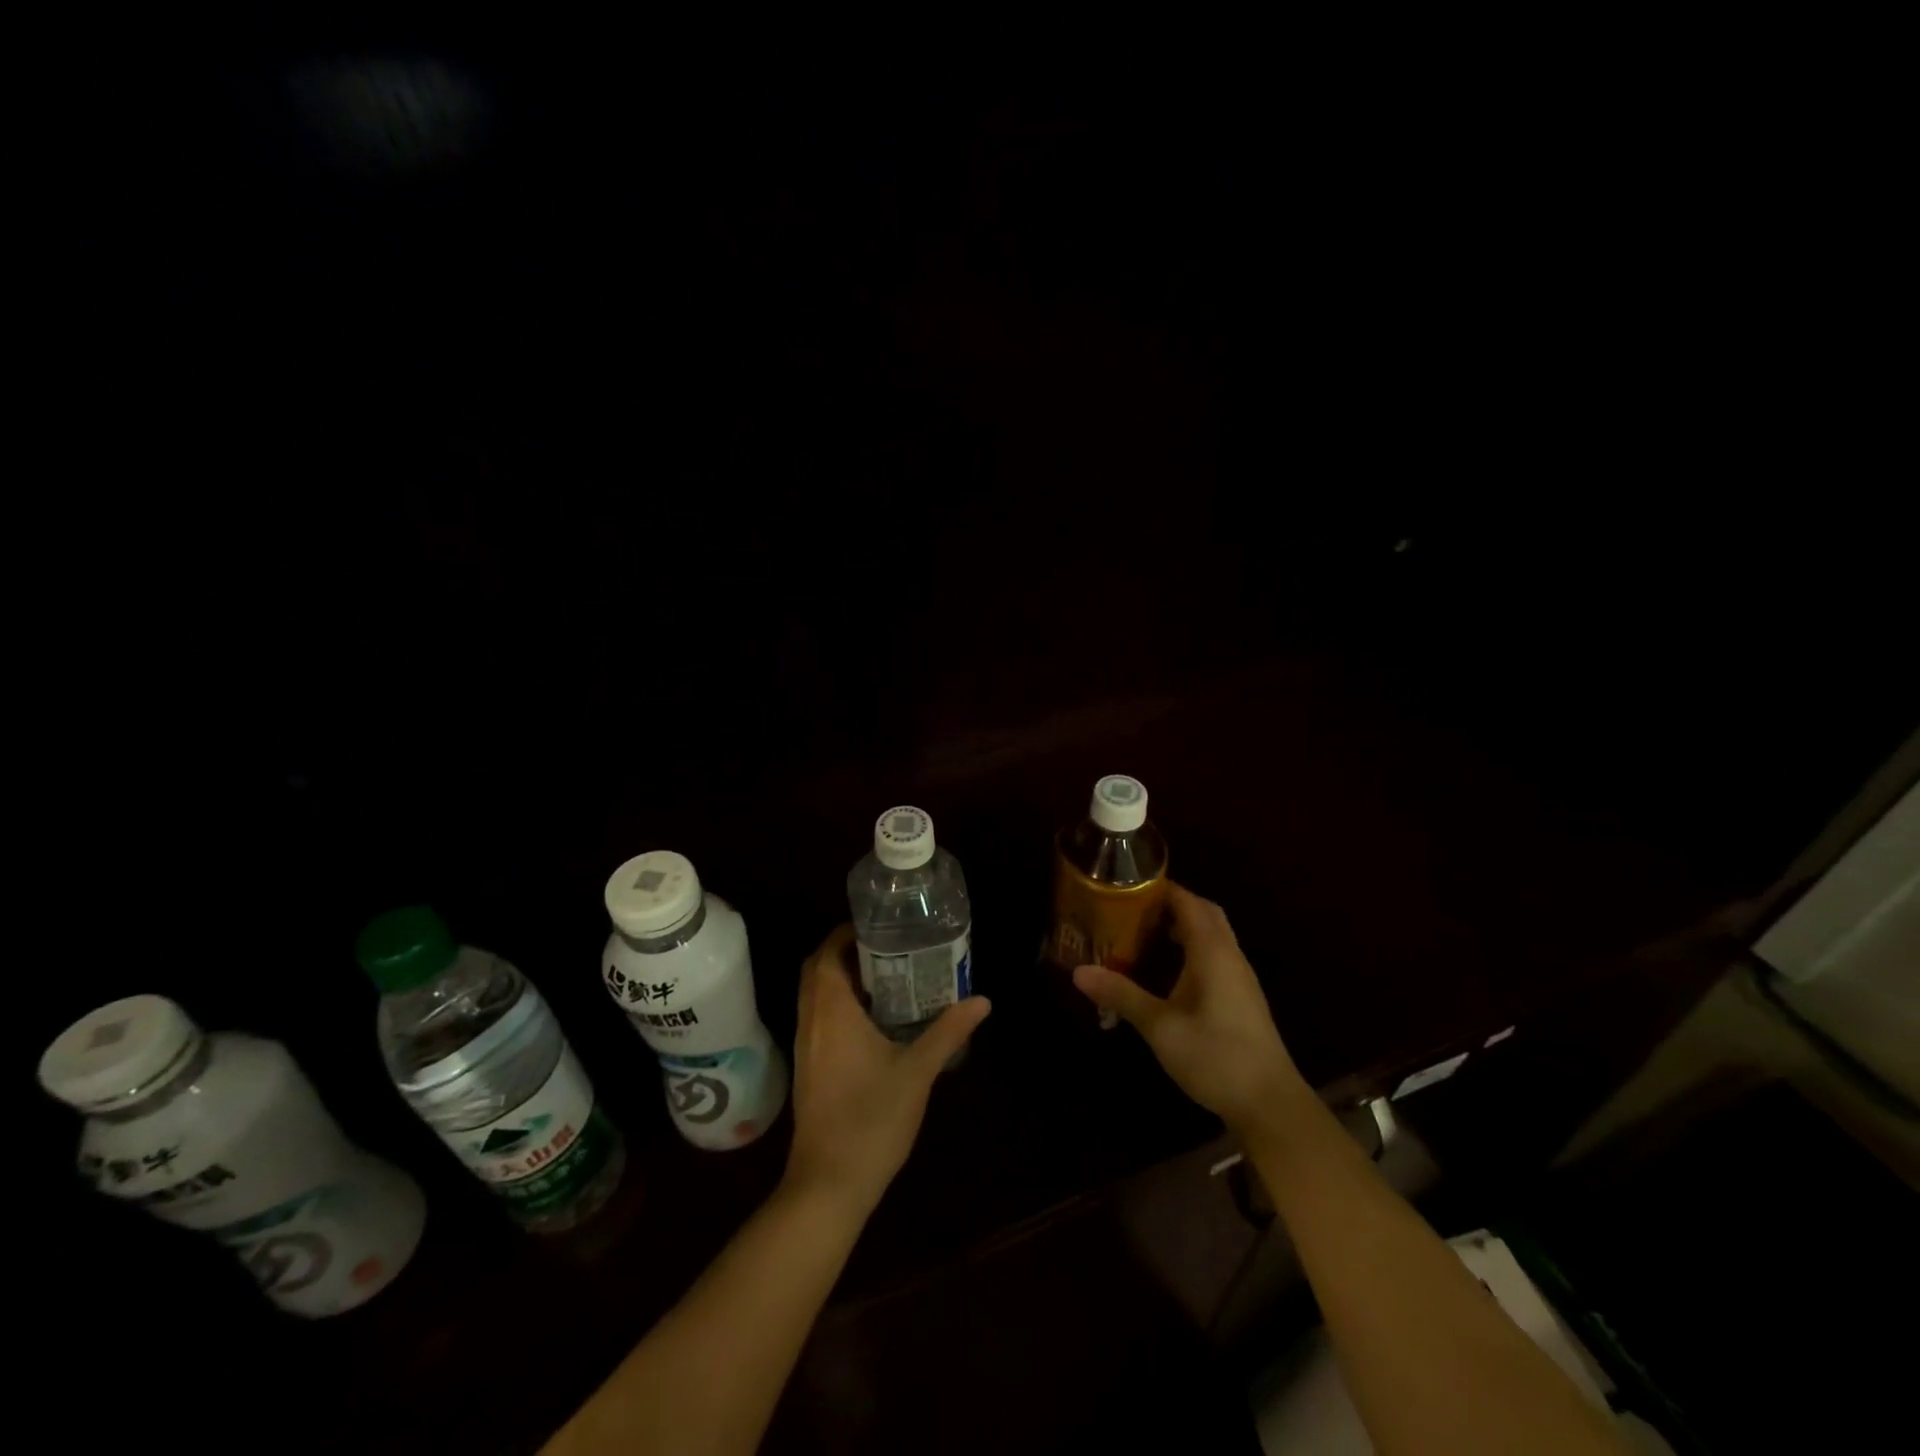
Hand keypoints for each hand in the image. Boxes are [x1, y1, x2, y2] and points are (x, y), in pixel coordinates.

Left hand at [783, 925, 990, 1217]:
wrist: (829, 1185)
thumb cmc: (872, 1119)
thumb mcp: (918, 1071)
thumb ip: (948, 1031)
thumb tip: (982, 1000)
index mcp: (832, 1011)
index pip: (827, 954)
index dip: (847, 933)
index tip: (880, 926)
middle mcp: (811, 1020)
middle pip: (817, 969)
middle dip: (845, 952)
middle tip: (886, 948)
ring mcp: (805, 1046)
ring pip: (815, 995)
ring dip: (840, 978)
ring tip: (885, 976)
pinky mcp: (808, 1068)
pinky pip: (817, 1017)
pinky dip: (837, 1004)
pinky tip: (872, 1020)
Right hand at [1073, 883, 1301, 1135]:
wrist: (1270, 1103)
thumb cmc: (1215, 1056)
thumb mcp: (1159, 1026)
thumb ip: (1121, 994)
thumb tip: (1078, 971)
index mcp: (1212, 951)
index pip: (1187, 902)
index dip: (1160, 889)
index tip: (1126, 886)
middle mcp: (1229, 955)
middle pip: (1204, 912)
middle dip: (1171, 904)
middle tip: (1133, 909)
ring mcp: (1240, 977)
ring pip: (1213, 934)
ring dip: (1183, 926)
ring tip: (1144, 934)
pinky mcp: (1242, 997)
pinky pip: (1216, 955)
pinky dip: (1192, 948)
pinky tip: (1169, 971)